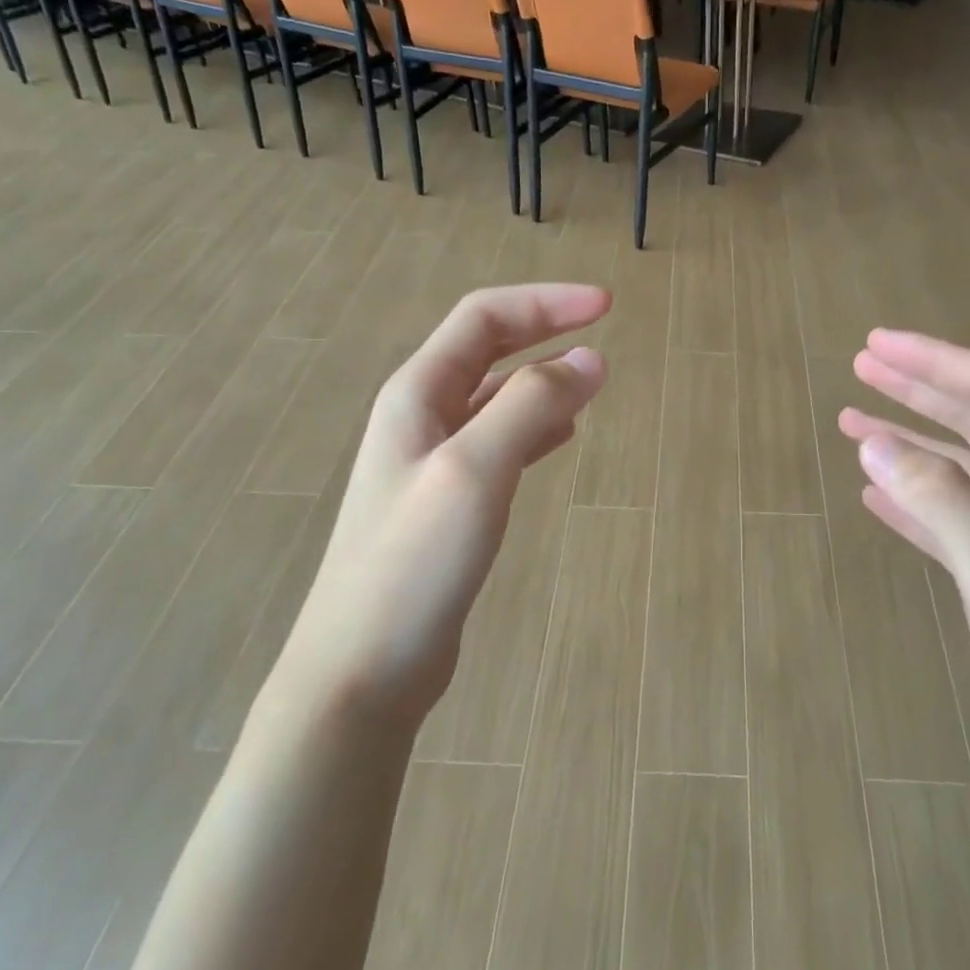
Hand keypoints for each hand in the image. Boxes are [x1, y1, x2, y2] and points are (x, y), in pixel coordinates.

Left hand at [270, 284, 610, 726]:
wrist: (363, 666)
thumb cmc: (414, 562)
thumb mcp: (475, 469)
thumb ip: (530, 406)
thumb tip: (591, 359)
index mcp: (416, 394)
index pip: (483, 319)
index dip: (545, 303)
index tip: (606, 305)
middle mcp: (420, 418)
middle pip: (486, 351)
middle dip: (543, 332)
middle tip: (601, 330)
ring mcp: (432, 464)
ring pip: (494, 399)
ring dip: (541, 380)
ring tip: (590, 383)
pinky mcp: (448, 505)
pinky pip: (497, 444)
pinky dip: (533, 429)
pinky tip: (560, 438)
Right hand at [839, 328, 969, 816]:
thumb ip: (940, 501)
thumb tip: (873, 441)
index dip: (931, 361)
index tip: (874, 344)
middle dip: (917, 389)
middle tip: (860, 366)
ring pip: (961, 469)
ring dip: (909, 443)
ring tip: (854, 425)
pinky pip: (953, 520)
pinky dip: (914, 502)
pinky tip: (876, 496)